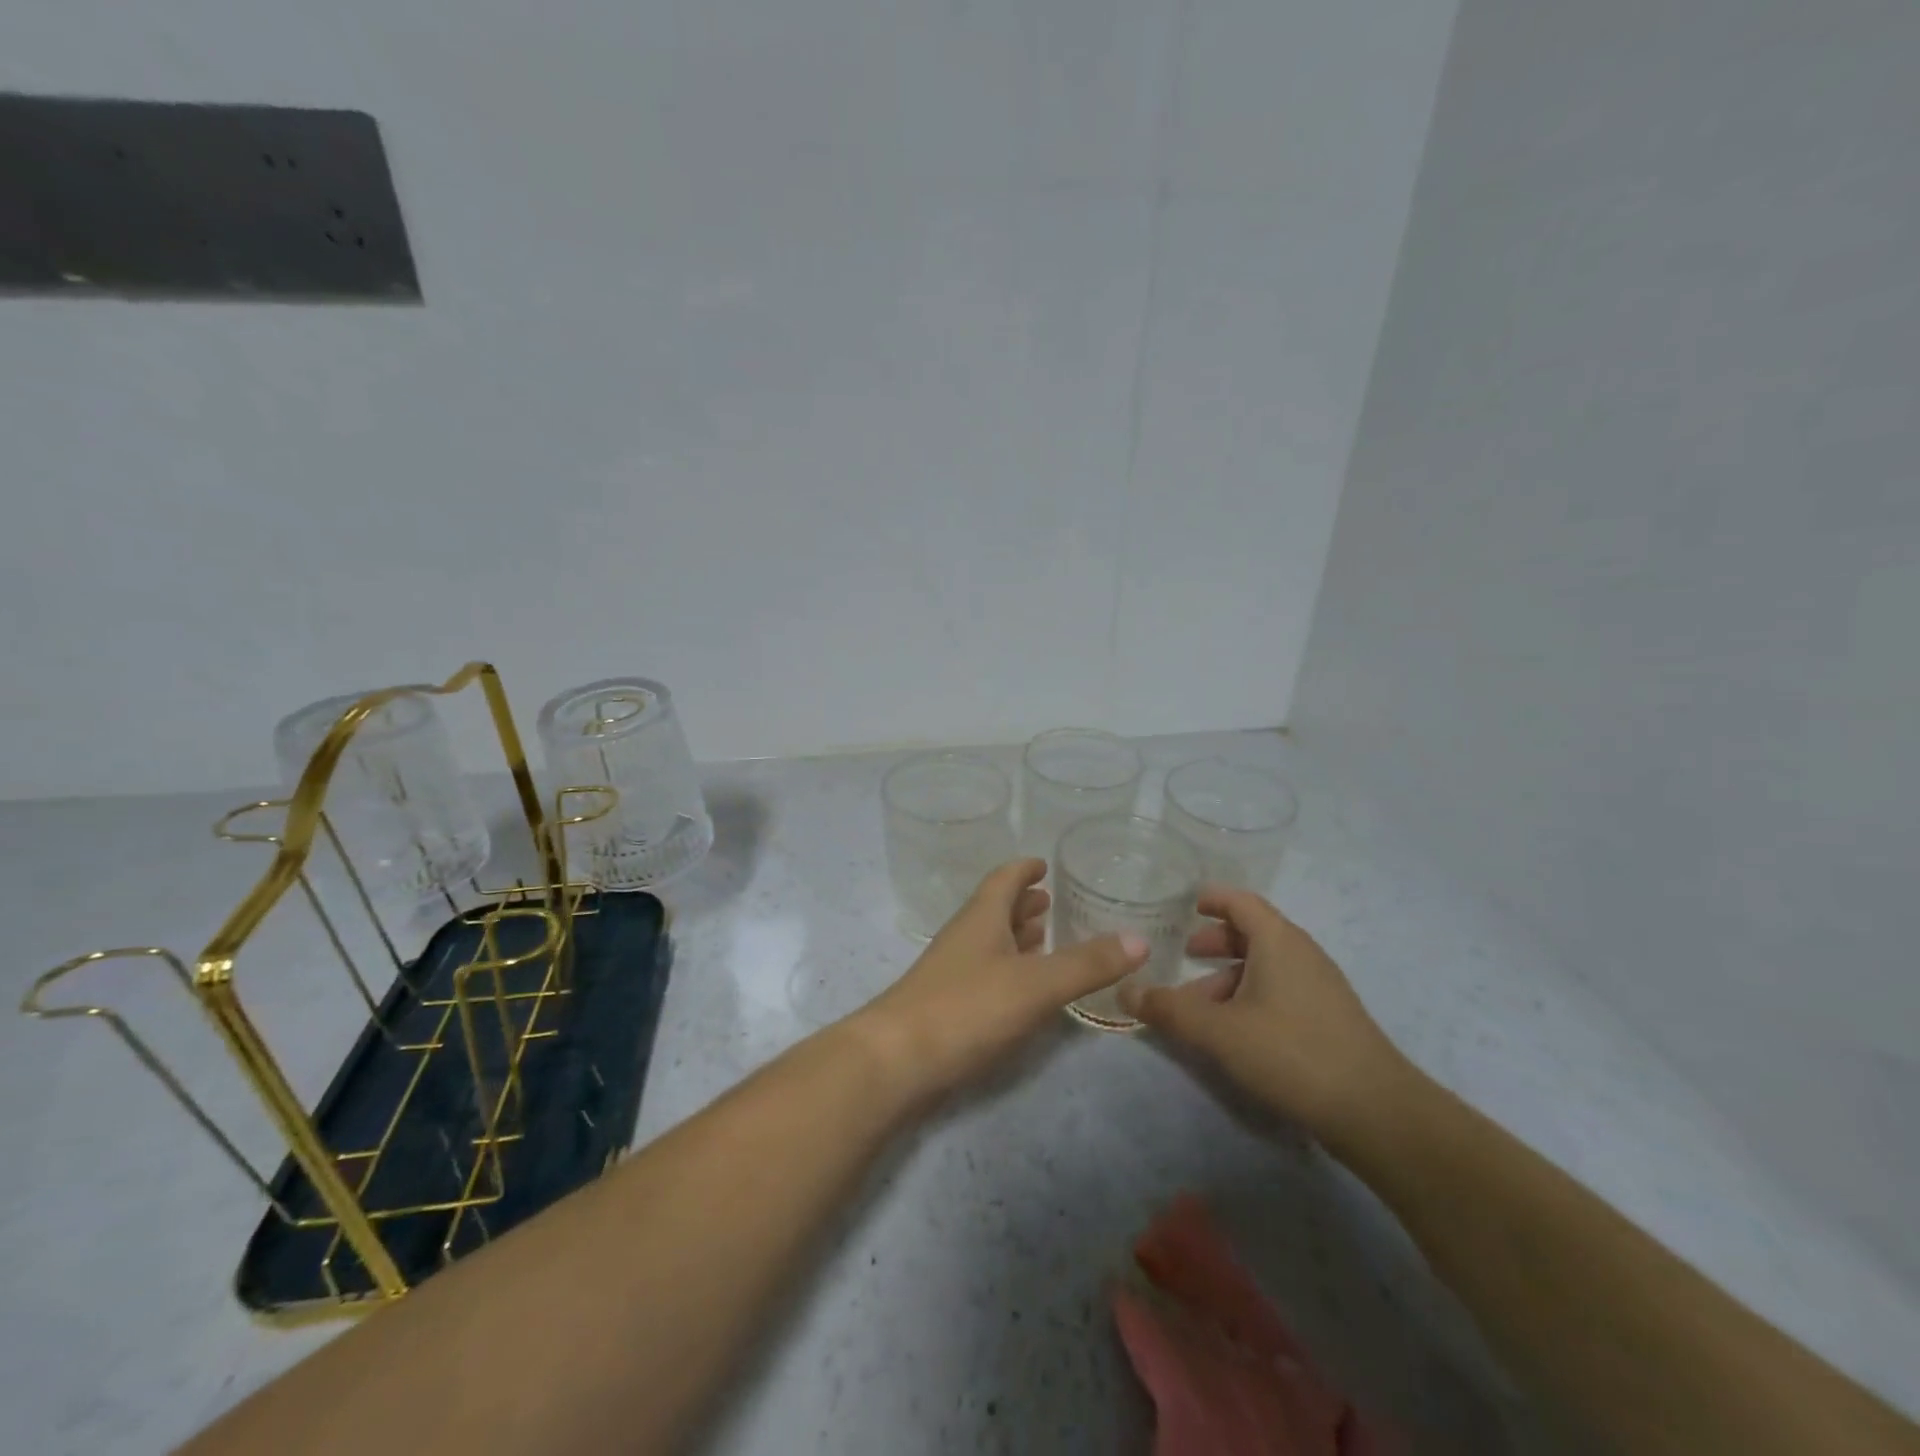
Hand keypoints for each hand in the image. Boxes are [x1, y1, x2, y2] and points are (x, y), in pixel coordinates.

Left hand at [857, 858, 1147, 1099]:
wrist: (895, 1061)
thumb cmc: (966, 1007)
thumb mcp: (1035, 984)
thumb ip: (1086, 963)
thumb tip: (1140, 938)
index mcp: (981, 917)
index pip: (1003, 878)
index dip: (1024, 868)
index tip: (1044, 863)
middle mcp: (964, 937)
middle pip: (995, 909)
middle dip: (1023, 903)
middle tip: (1053, 901)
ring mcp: (952, 972)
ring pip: (989, 942)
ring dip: (1015, 936)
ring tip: (1044, 937)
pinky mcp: (948, 1006)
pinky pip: (985, 974)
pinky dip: (1008, 970)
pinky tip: (1022, 988)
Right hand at [1118, 887, 1410, 1142]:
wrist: (1376, 1112)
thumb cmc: (1291, 1053)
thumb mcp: (1219, 1032)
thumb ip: (1169, 1009)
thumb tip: (1124, 990)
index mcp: (1278, 941)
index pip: (1242, 902)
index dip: (1214, 899)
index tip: (1188, 905)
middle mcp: (1302, 954)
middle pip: (1254, 932)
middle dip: (1217, 941)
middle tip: (1186, 955)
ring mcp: (1321, 987)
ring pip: (1267, 966)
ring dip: (1231, 976)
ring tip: (1202, 1006)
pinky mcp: (1330, 1019)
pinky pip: (1282, 991)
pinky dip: (1252, 996)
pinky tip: (1236, 1031)